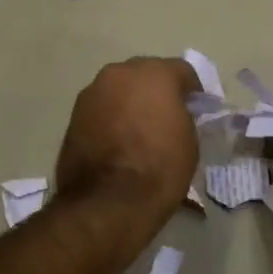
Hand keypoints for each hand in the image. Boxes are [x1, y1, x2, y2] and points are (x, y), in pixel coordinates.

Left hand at [54, 57, 201, 223]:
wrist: (107, 202)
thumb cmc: (159, 169)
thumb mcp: (190, 141)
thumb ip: (183, 116)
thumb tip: (175, 115)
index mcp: (155, 74)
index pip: (182, 71)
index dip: (193, 92)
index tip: (198, 110)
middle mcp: (120, 73)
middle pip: (146, 74)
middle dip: (158, 91)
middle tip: (167, 117)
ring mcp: (93, 92)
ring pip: (120, 90)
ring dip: (131, 102)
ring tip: (140, 130)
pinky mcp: (74, 114)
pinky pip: (102, 108)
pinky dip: (112, 117)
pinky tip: (119, 141)